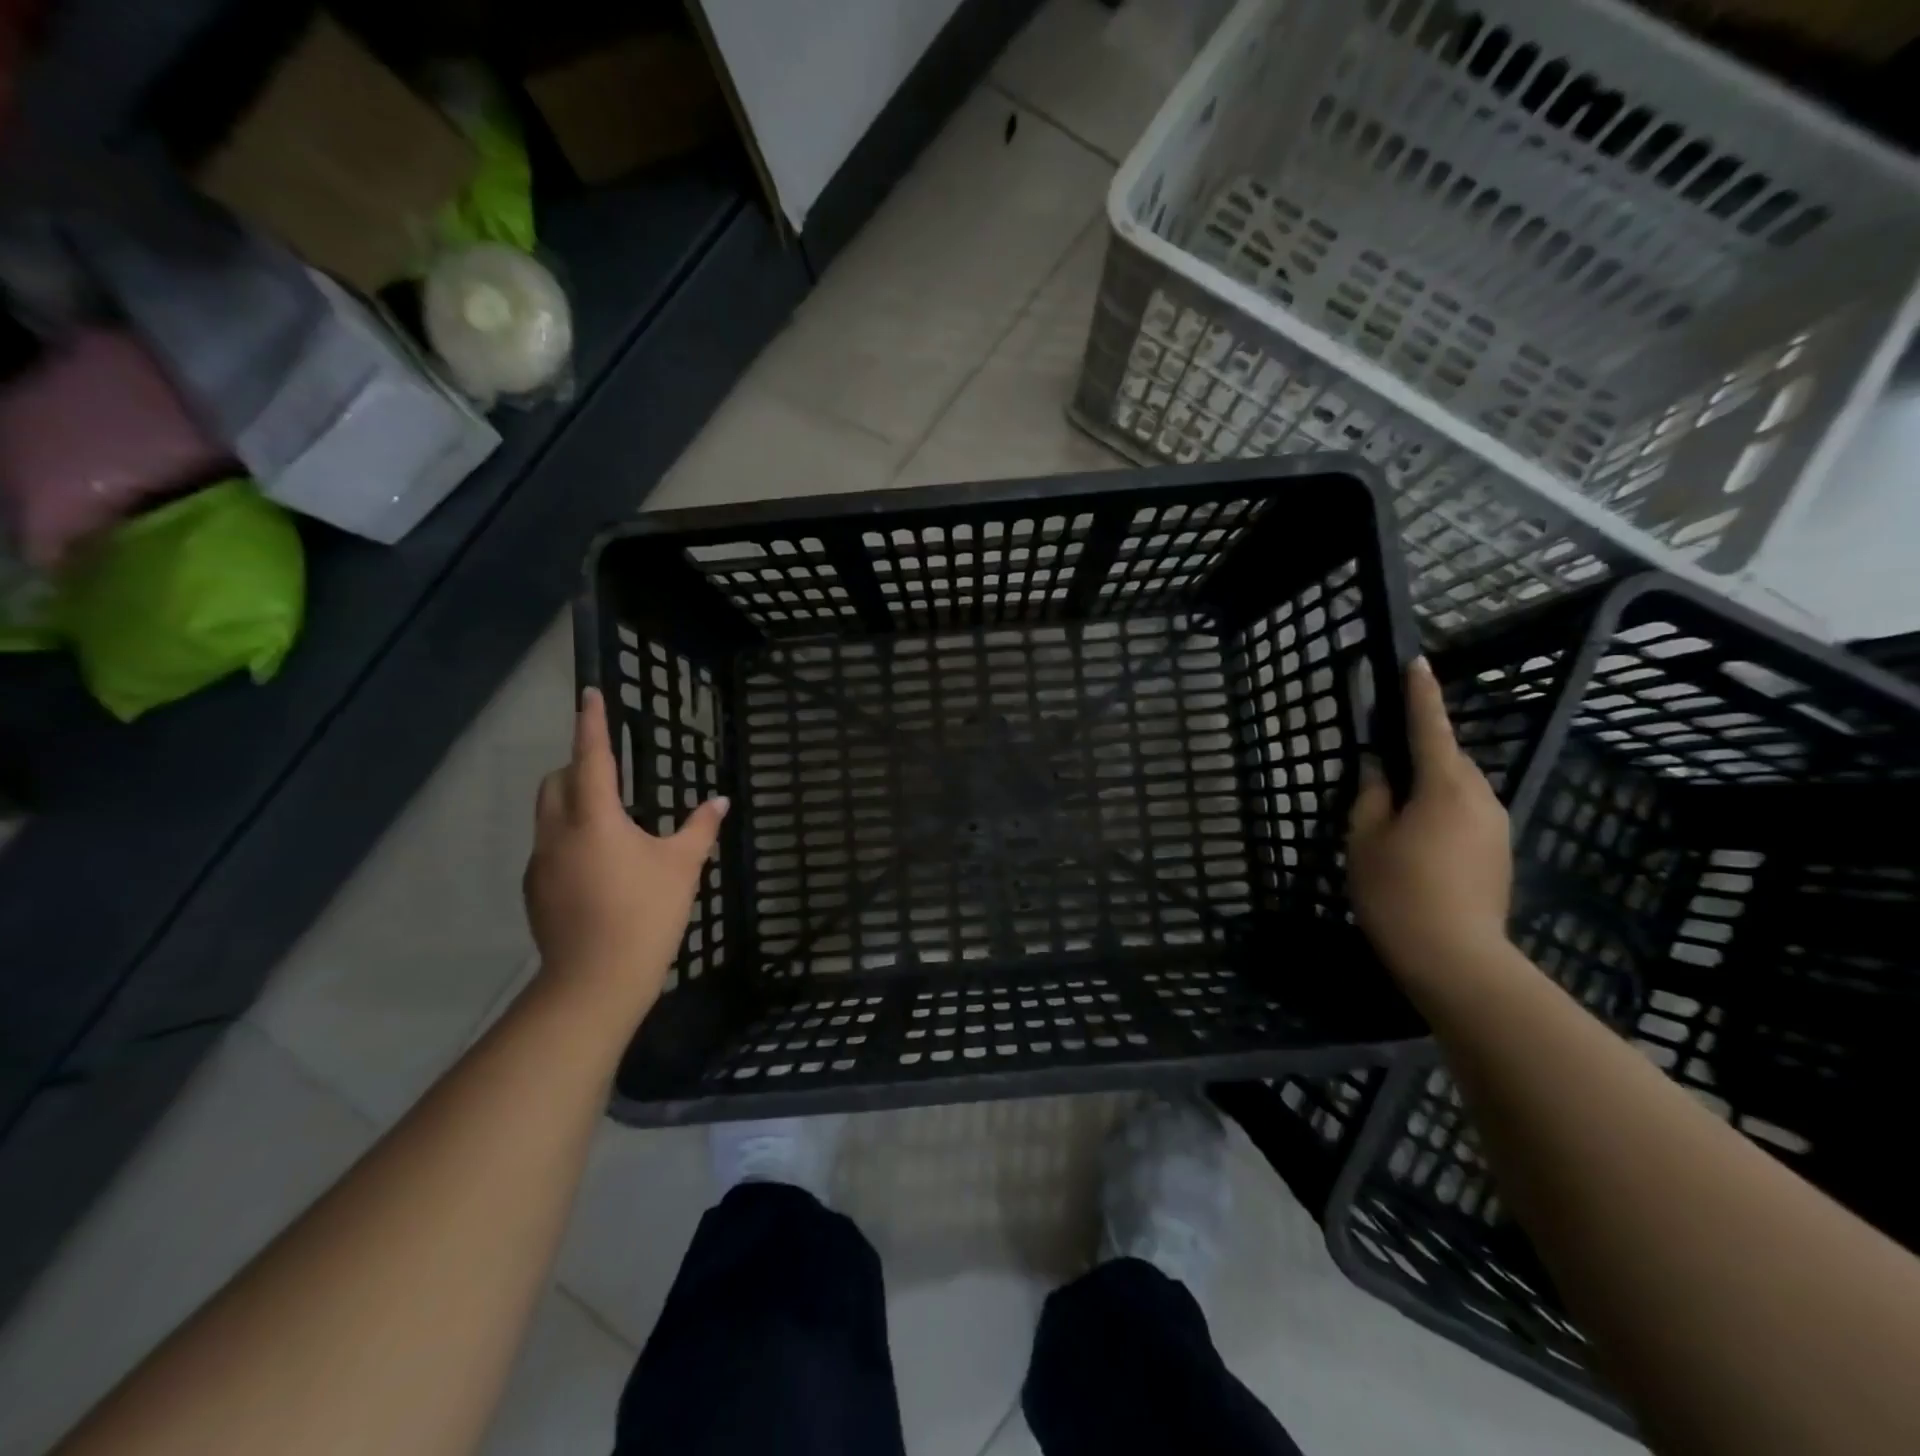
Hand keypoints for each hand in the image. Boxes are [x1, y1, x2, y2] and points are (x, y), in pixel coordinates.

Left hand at [523, 688, 727, 1020]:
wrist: (596, 980)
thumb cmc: (646, 913)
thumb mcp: (683, 866)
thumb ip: (701, 828)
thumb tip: (720, 801)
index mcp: (595, 818)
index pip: (590, 756)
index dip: (591, 722)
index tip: (589, 693)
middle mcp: (558, 832)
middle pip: (556, 781)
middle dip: (577, 765)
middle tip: (609, 772)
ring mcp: (540, 863)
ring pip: (548, 814)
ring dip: (571, 802)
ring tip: (608, 822)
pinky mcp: (535, 890)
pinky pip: (548, 846)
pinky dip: (568, 838)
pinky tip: (598, 867)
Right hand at [1348, 657, 1511, 979]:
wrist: (1455, 960)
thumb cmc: (1399, 890)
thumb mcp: (1366, 838)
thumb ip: (1371, 796)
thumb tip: (1379, 770)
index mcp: (1445, 785)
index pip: (1430, 727)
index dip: (1420, 694)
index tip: (1417, 662)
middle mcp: (1481, 798)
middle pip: (1448, 760)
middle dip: (1420, 752)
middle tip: (1382, 764)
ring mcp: (1496, 828)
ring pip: (1457, 790)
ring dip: (1428, 787)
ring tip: (1393, 810)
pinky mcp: (1498, 855)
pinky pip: (1465, 815)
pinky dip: (1439, 813)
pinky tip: (1414, 840)